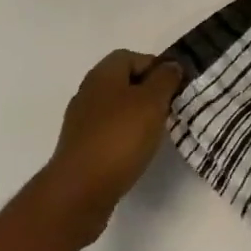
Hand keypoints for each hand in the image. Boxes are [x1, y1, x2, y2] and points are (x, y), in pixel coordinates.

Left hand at [38, 50, 182, 246]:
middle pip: (123, 83)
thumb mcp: (153, 101)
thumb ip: (165, 79)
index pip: (132, 57)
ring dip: (135, 118)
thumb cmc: (120, 138)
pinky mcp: (78, 150)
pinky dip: (122, 139)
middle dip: (147, 93)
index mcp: (103, 74)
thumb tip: (170, 66)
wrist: (78, 193)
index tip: (173, 88)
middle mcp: (88, 92)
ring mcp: (80, 123)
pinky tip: (133, 155)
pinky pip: (107, 134)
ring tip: (153, 135)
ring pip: (115, 110)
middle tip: (166, 110)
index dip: (155, 67)